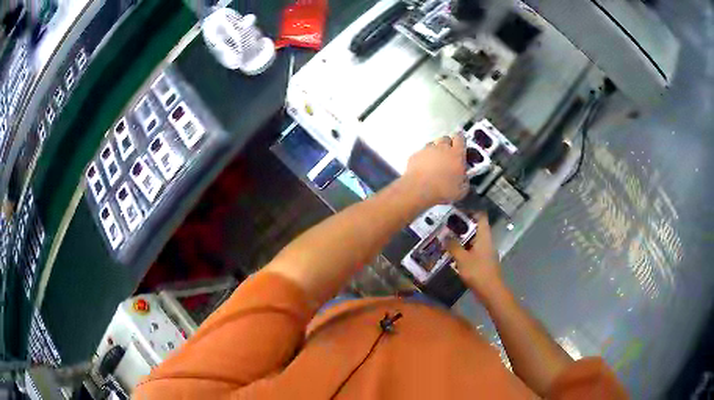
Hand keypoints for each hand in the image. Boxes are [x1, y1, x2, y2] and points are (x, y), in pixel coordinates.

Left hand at [403, 134, 467, 205]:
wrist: (419, 190)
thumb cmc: (443, 190)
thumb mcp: (462, 190)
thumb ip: (465, 180)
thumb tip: (464, 180)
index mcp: (456, 153)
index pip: (460, 138)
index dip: (460, 140)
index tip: (460, 145)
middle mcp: (442, 148)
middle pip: (445, 139)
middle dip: (448, 145)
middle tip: (449, 155)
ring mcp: (427, 150)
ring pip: (432, 144)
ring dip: (435, 150)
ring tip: (436, 162)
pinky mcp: (415, 155)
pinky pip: (421, 153)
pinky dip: (423, 158)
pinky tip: (424, 168)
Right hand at [446, 213, 503, 299]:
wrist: (490, 291)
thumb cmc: (478, 272)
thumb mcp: (462, 259)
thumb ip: (453, 246)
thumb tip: (445, 235)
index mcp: (484, 236)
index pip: (481, 216)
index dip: (471, 210)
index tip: (458, 208)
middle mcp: (487, 241)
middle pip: (477, 227)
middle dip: (463, 225)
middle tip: (448, 223)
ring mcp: (486, 251)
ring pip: (474, 239)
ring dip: (463, 237)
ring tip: (448, 236)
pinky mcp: (484, 261)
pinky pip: (474, 249)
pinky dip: (465, 248)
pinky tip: (454, 252)